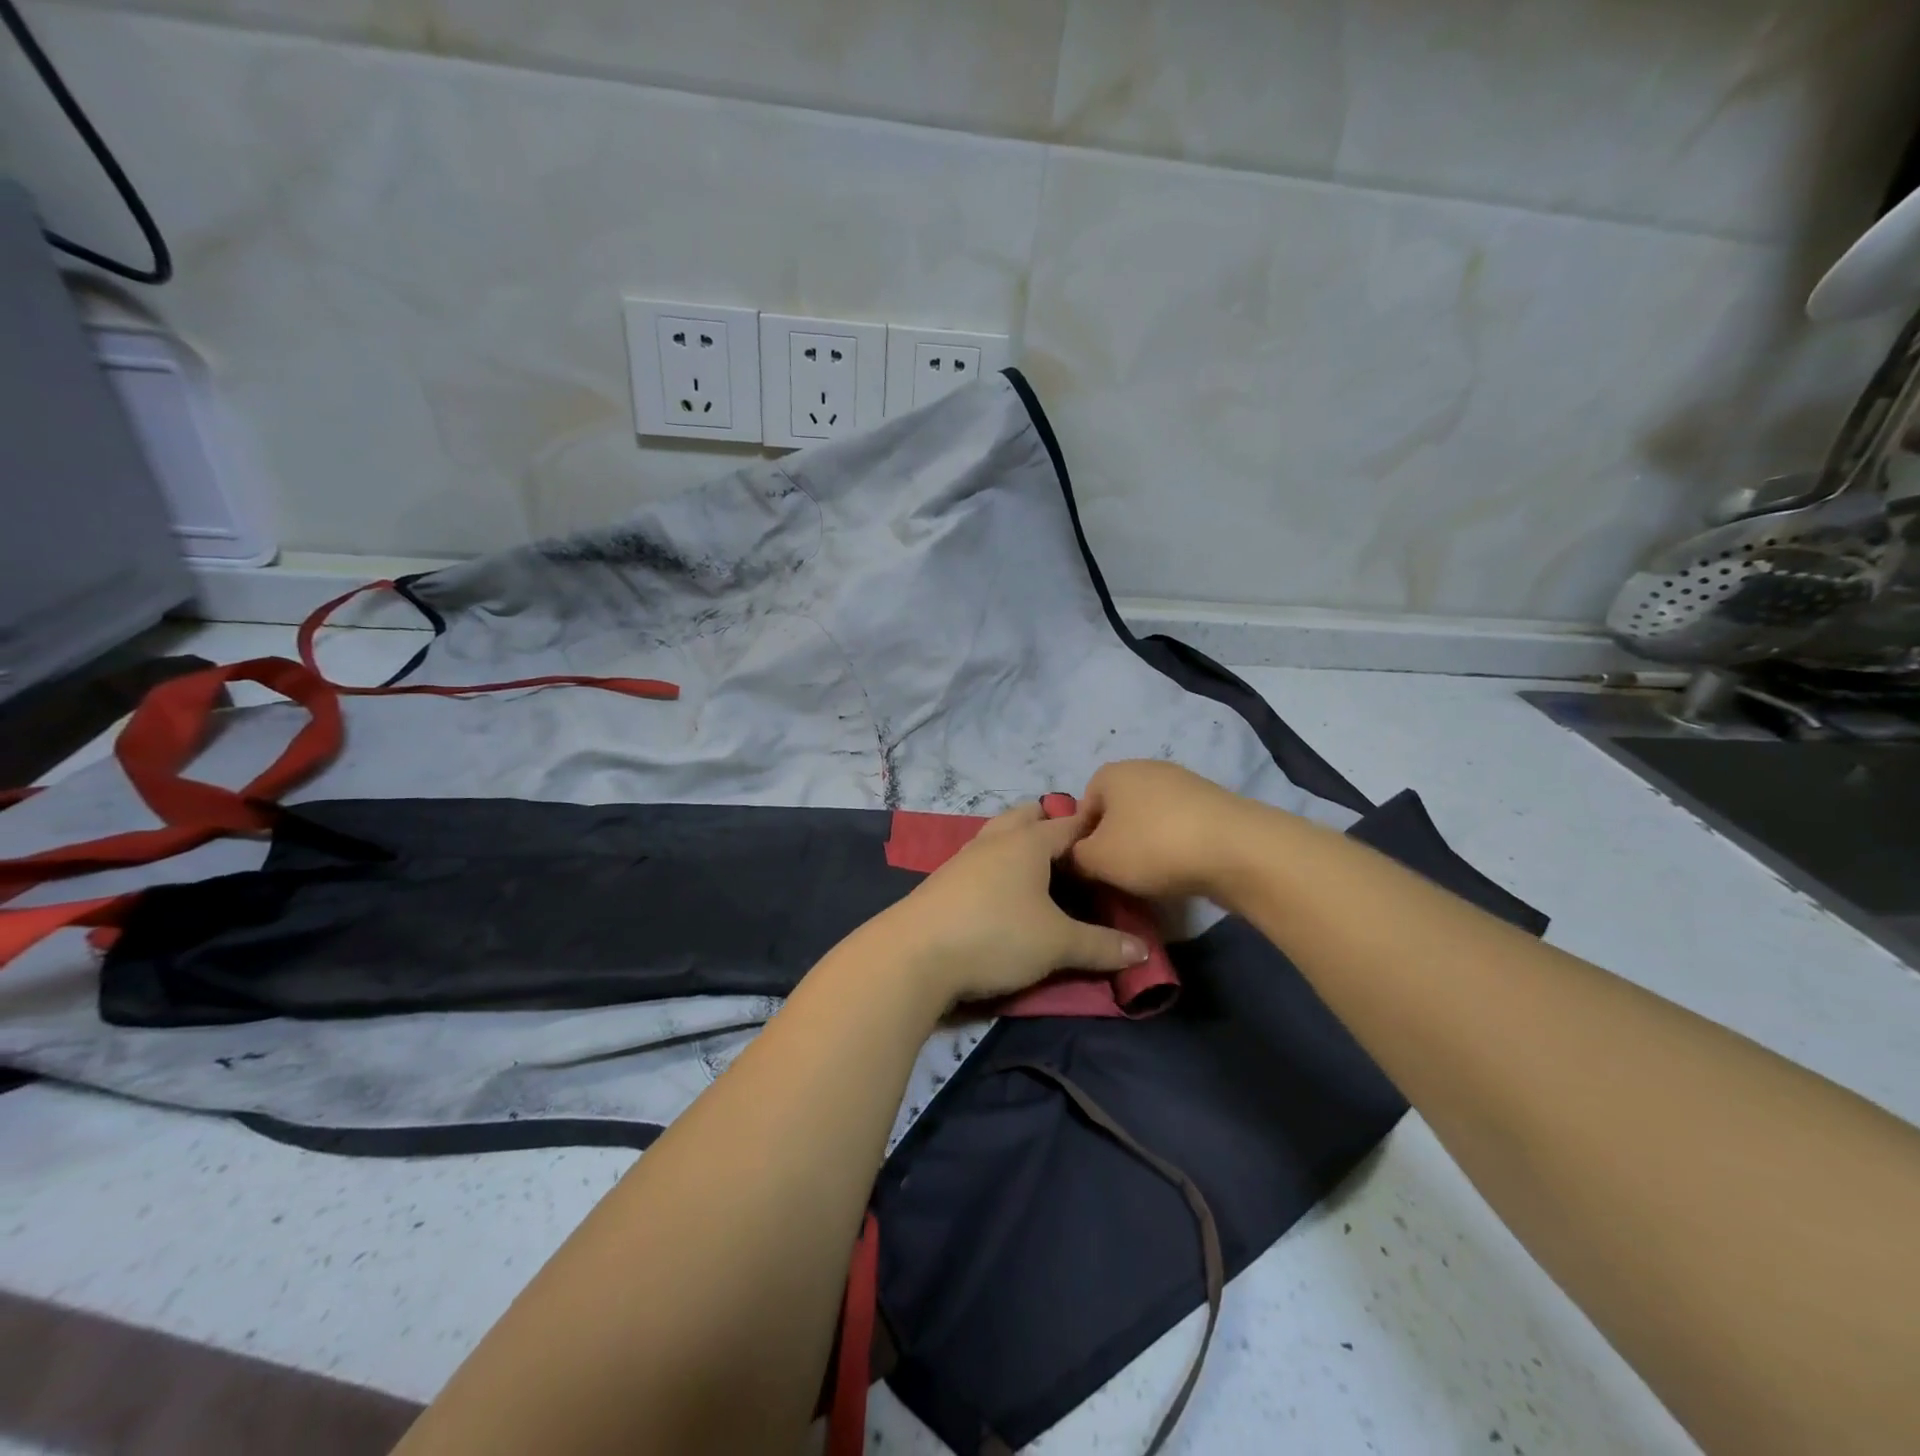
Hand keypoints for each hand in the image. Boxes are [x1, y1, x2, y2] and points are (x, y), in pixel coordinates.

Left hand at [883, 802, 1150, 1007]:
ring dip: (1020, 843)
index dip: (1092, 830)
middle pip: (1027, 816)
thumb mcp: (1057, 944)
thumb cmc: (995, 935)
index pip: (1068, 824)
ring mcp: (965, 857)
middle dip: (1050, 826)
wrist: (914, 954)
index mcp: (1027, 842)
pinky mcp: (944, 880)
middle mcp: (995, 840)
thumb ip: (1102, 946)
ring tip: (1041, 870)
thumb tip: (1142, 951)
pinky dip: (998, 864)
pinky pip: (981, 859)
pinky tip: (1003, 891)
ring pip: (999, 835)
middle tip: (1074, 855)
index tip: (1112, 842)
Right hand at [1068, 760, 1259, 900]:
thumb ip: (1075, 857)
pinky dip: (1174, 847)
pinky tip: (1180, 870)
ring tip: (1151, 878)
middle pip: (1116, 813)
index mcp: (1111, 773)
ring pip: (1148, 821)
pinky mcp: (1211, 804)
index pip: (1081, 808)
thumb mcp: (1097, 859)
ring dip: (1145, 847)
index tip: (1090, 869)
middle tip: (1118, 876)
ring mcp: (1182, 783)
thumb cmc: (1153, 846)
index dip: (1080, 841)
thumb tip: (1075, 857)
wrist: (1236, 849)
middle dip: (1115, 843)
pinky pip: (1178, 827)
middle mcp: (1144, 768)